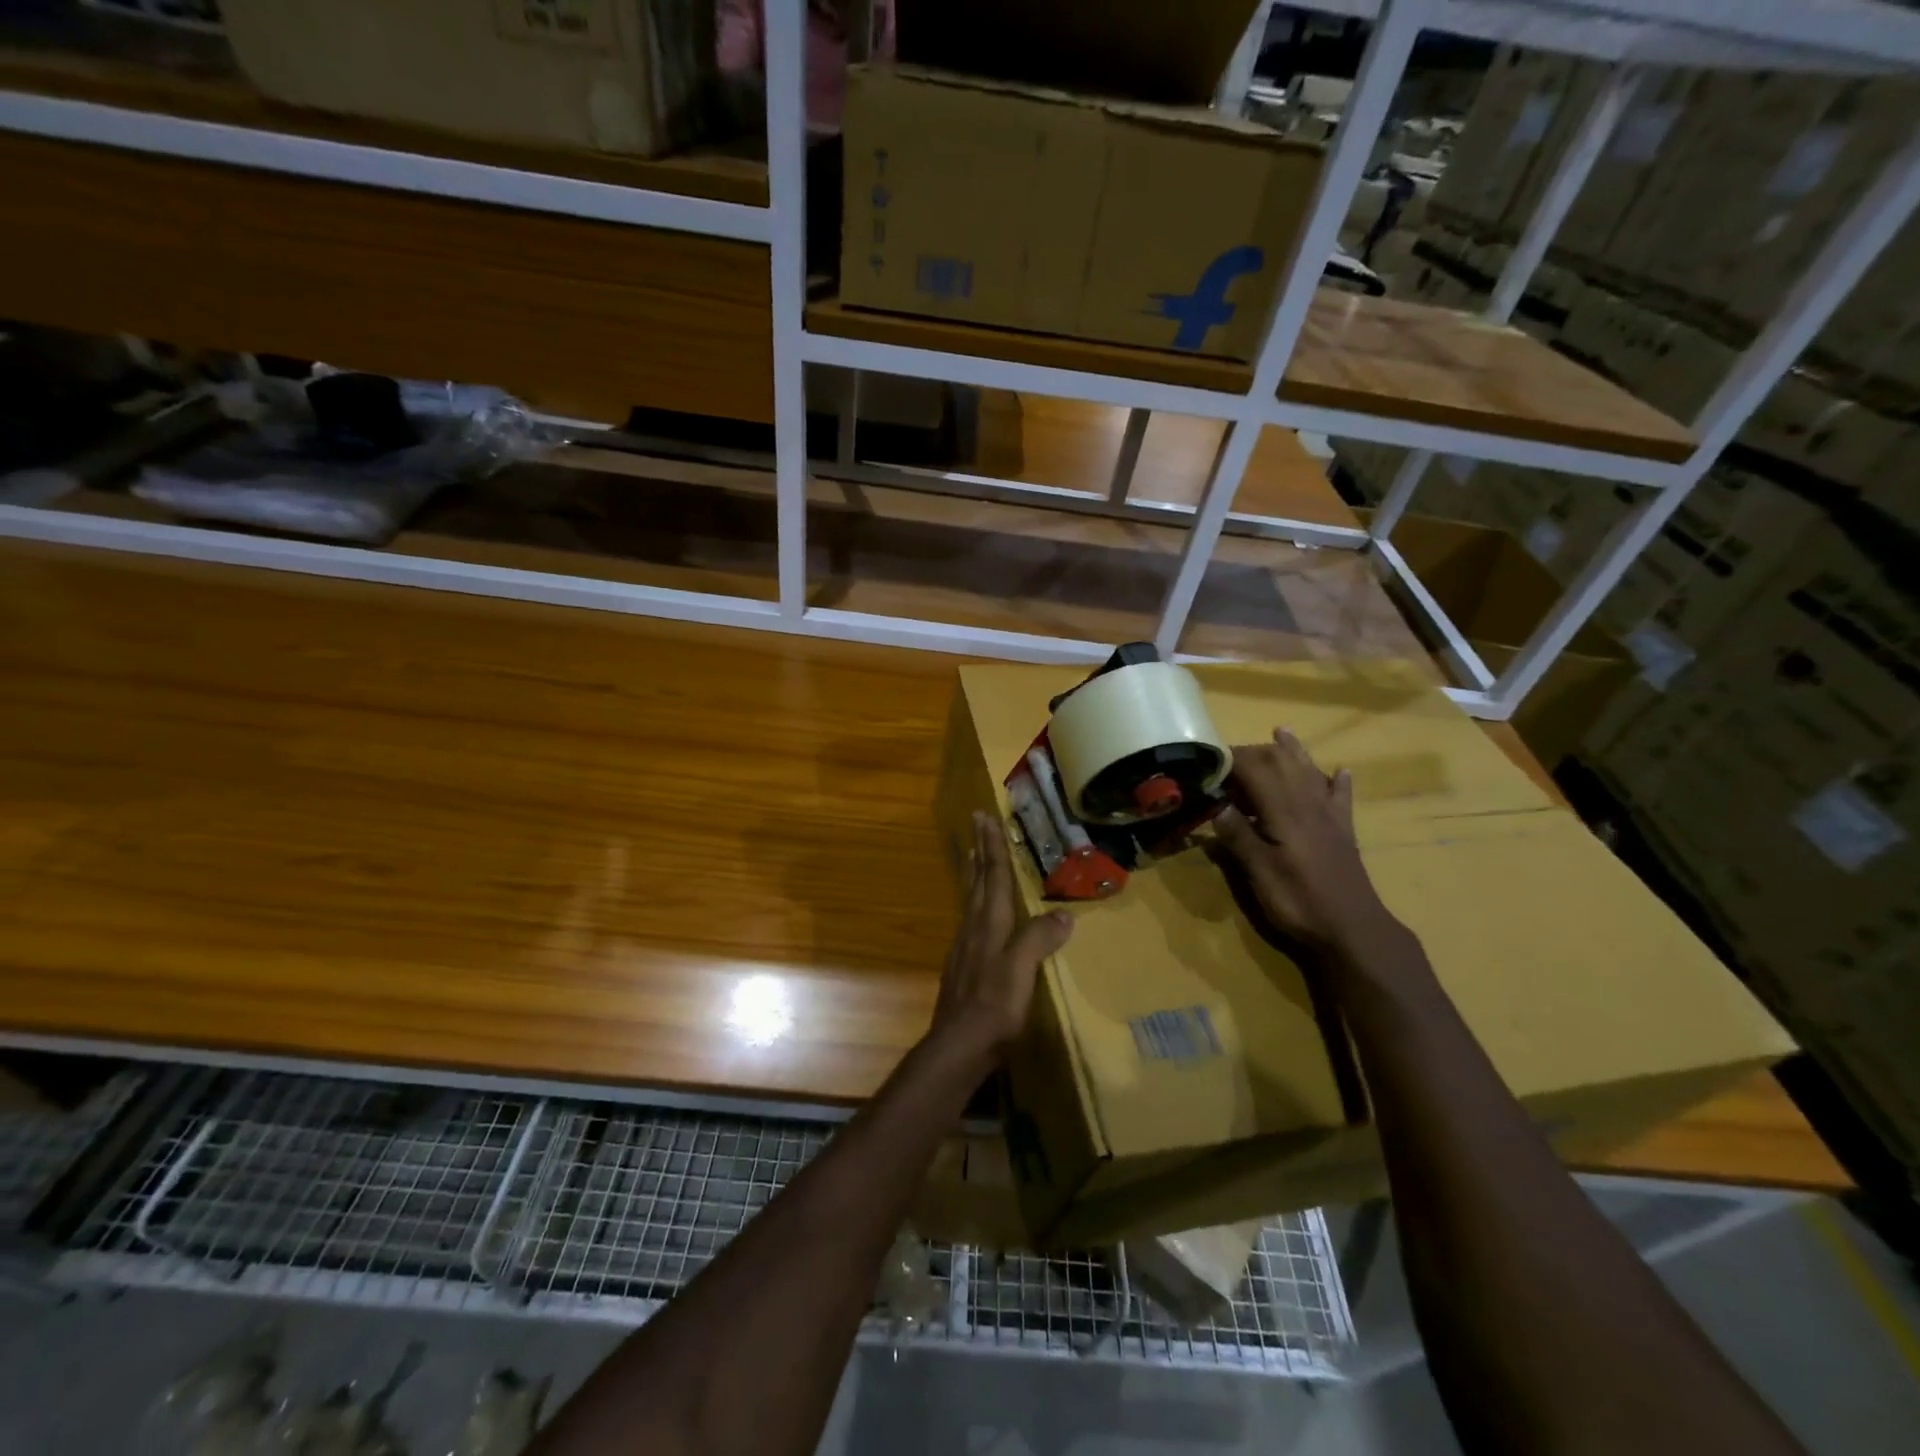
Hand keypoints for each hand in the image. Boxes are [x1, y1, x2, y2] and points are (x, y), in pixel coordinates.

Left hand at [932, 811, 1073, 1054]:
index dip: (992, 846)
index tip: (984, 816)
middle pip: (977, 880)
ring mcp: (965, 946)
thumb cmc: (994, 1006)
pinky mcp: (963, 964)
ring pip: (970, 897)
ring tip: (976, 854)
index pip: (993, 876)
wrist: (958, 1045)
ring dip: (975, 872)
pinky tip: (978, 910)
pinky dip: (975, 900)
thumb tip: (1064, 915)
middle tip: (976, 822)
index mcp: (989, 924)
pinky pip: (970, 918)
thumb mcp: (1021, 971)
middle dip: (980, 849)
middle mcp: (973, 927)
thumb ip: (1039, 939)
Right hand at [1214, 728, 1401, 958]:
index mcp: (1283, 811)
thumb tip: (1217, 805)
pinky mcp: (1343, 832)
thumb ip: (1238, 836)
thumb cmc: (1299, 901)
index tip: (1207, 758)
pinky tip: (1341, 772)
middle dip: (1257, 751)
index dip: (1230, 759)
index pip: (1254, 770)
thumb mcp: (1259, 872)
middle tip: (1230, 754)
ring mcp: (1329, 816)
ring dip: (1294, 751)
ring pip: (1310, 772)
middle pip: (1283, 763)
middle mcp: (1308, 804)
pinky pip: (1341, 797)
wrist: (1353, 929)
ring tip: (1282, 732)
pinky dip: (1338, 781)